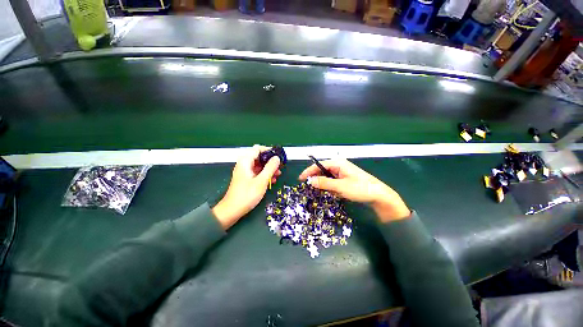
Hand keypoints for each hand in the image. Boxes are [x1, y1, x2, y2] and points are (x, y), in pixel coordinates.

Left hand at [212, 145, 281, 229]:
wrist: (232, 210)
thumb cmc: (247, 195)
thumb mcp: (261, 181)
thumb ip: (270, 168)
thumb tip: (277, 158)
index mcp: (246, 161)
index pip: (258, 149)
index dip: (269, 151)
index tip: (278, 156)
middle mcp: (244, 164)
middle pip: (259, 157)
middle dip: (270, 161)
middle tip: (280, 167)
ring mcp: (245, 172)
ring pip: (259, 165)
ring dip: (269, 169)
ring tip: (278, 175)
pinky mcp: (246, 179)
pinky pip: (257, 173)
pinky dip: (265, 175)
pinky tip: (272, 181)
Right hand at [299, 159, 409, 221]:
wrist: (379, 196)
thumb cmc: (360, 188)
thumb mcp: (340, 186)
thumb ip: (324, 183)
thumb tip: (309, 181)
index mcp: (338, 163)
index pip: (319, 165)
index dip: (308, 171)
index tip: (300, 179)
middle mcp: (339, 166)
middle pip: (322, 170)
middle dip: (315, 178)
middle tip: (307, 187)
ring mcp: (342, 173)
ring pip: (327, 177)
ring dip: (323, 184)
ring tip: (319, 192)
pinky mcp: (345, 179)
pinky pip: (333, 182)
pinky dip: (330, 187)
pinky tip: (332, 193)